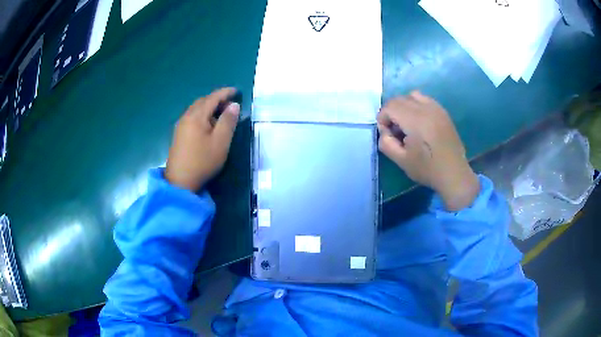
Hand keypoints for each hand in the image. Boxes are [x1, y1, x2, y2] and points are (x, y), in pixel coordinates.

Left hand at [165, 88, 239, 190]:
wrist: (180, 181)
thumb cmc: (202, 161)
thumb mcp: (221, 142)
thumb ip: (228, 121)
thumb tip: (234, 105)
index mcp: (196, 116)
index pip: (212, 97)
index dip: (225, 92)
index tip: (237, 91)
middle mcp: (186, 117)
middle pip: (202, 101)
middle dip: (217, 99)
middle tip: (230, 104)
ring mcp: (180, 126)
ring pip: (196, 109)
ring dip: (209, 107)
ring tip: (221, 114)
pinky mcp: (178, 135)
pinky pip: (192, 117)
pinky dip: (202, 115)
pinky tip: (208, 125)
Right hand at [377, 91, 478, 210]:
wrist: (454, 173)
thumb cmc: (428, 169)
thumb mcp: (401, 161)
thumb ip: (386, 143)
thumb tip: (385, 131)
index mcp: (415, 121)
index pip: (390, 107)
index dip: (383, 118)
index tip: (387, 133)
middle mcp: (425, 109)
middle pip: (399, 99)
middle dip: (391, 112)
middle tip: (395, 131)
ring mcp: (436, 108)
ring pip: (412, 96)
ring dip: (404, 106)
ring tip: (407, 124)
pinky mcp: (443, 112)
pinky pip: (425, 99)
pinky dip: (416, 105)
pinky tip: (420, 122)